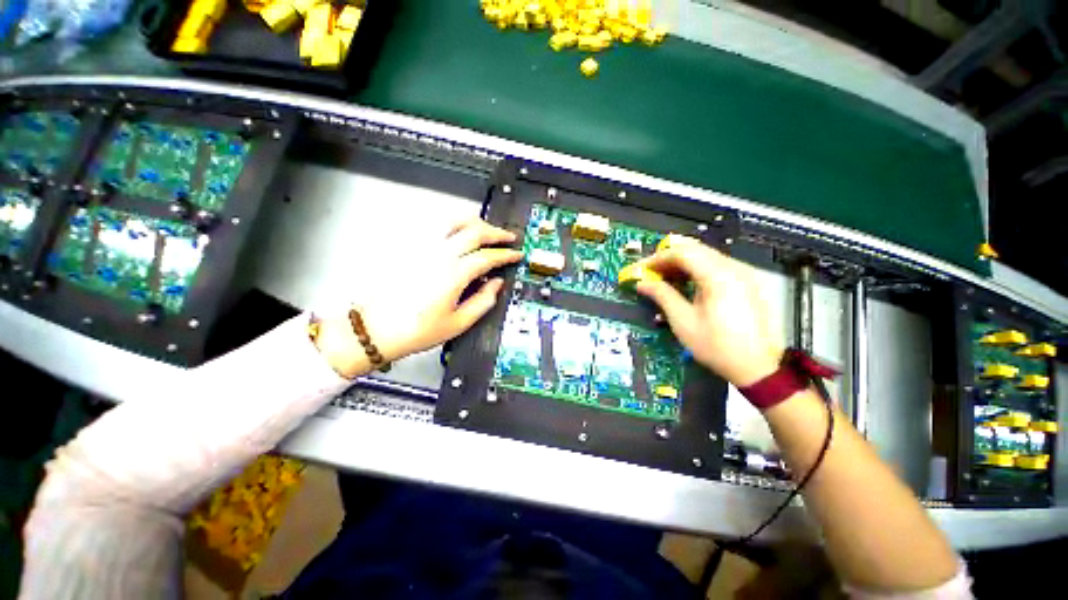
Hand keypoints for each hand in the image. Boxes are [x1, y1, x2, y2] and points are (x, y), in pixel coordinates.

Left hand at [315, 218, 521, 376]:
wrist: (375, 328)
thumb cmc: (415, 330)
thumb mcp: (458, 323)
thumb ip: (483, 301)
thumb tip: (496, 285)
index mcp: (453, 274)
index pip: (488, 256)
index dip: (506, 254)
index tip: (516, 254)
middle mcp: (439, 255)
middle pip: (474, 231)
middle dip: (496, 232)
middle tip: (507, 237)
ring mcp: (422, 248)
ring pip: (453, 221)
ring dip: (474, 222)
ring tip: (485, 229)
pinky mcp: (409, 247)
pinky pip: (434, 225)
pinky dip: (452, 223)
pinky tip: (457, 231)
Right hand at [632, 238, 781, 386]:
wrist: (758, 367)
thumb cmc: (717, 346)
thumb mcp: (683, 321)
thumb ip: (662, 295)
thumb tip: (642, 283)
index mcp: (718, 275)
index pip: (682, 252)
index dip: (657, 258)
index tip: (641, 270)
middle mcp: (733, 267)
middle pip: (695, 249)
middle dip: (668, 258)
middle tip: (651, 273)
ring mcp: (743, 273)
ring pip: (706, 256)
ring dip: (682, 263)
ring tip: (664, 279)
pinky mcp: (746, 282)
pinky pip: (716, 266)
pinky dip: (696, 270)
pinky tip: (686, 284)